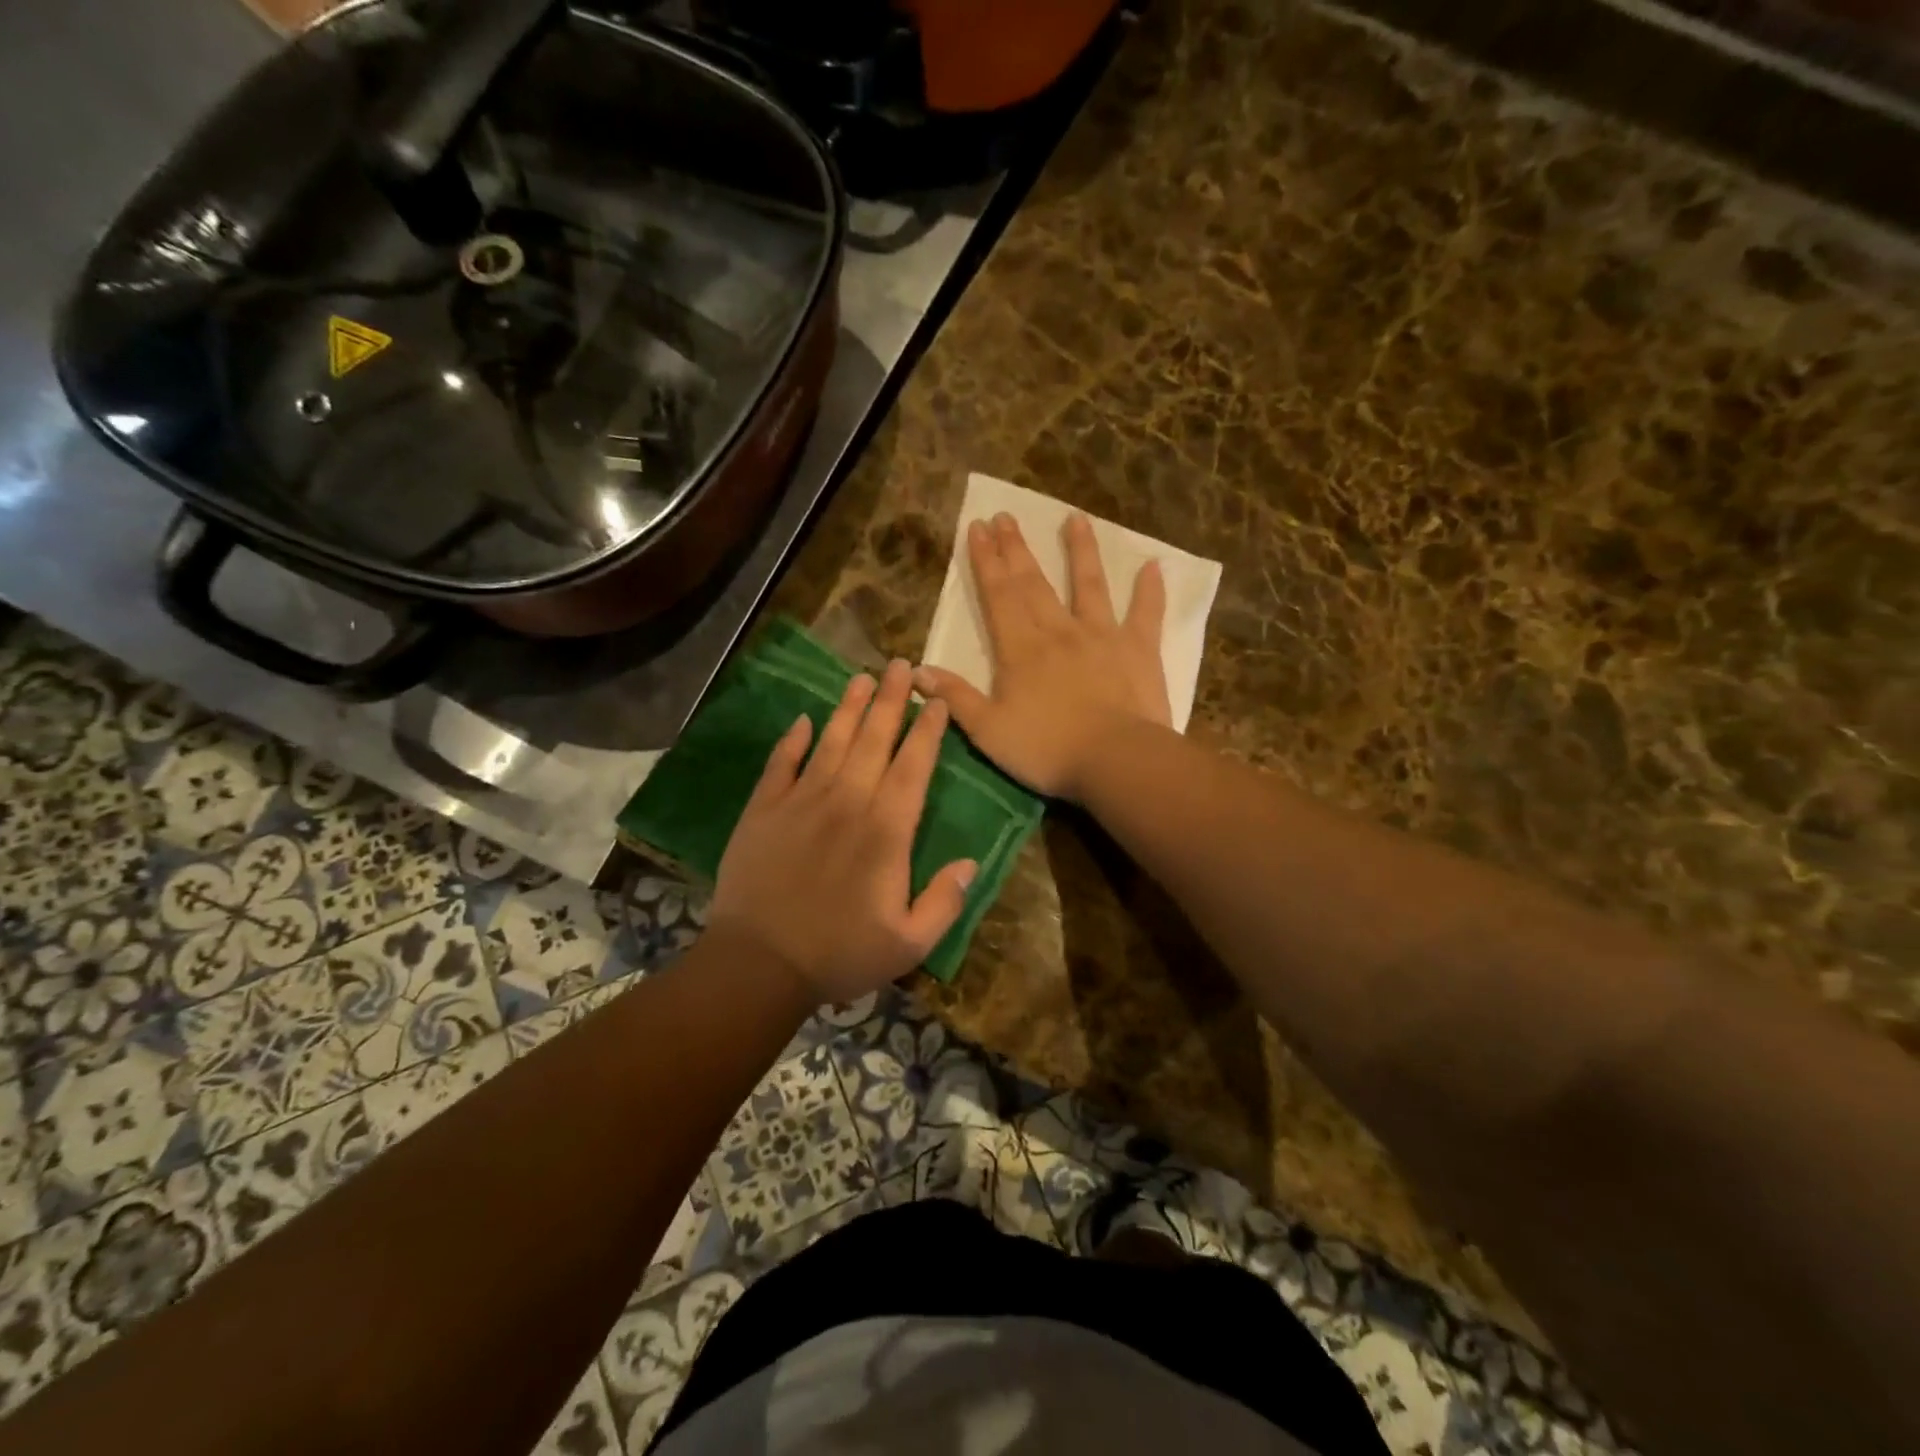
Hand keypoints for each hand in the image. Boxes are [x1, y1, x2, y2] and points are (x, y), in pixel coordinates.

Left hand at [710, 659, 977, 1005]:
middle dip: (891, 700)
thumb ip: (945, 902)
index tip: (937, 702)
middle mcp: (847, 802)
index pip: (913, 768)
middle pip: (875, 740)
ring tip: (862, 677)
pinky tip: (803, 720)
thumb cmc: (840, 955)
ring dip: (849, 708)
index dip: (928, 732)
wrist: (758, 965)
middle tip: (902, 666)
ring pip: (832, 742)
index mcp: (886, 831)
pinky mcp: (763, 810)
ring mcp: (801, 802)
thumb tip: (970, 863)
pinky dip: (792, 740)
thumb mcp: (909, 944)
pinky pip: (781, 764)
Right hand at [914, 513, 1170, 799]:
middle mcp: (1059, 631)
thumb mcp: (988, 730)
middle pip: (1034, 583)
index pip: (998, 595)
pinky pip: (1146, 614)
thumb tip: (917, 670)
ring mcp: (1102, 636)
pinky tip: (1154, 567)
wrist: (1115, 760)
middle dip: (1017, 549)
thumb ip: (955, 698)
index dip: (986, 561)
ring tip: (1075, 519)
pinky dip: (1150, 591)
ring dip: (1081, 551)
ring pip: (1089, 585)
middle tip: (1007, 517)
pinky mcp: (1139, 651)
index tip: (978, 528)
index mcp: (1020, 649)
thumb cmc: (1046, 749)